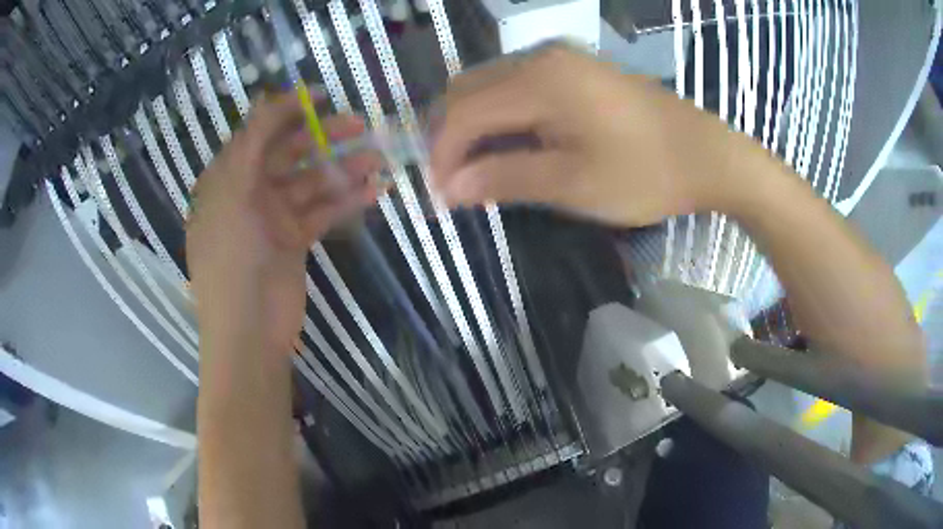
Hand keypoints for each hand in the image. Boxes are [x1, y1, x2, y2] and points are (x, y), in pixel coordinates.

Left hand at [186, 90, 382, 353]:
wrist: (248, 330)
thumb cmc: (232, 257)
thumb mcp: (233, 191)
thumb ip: (252, 141)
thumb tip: (270, 97)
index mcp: (227, 177)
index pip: (258, 133)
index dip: (288, 110)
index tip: (323, 97)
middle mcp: (248, 191)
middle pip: (289, 153)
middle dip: (323, 136)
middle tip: (361, 123)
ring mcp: (272, 216)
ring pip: (311, 181)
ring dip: (342, 168)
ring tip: (378, 158)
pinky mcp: (294, 239)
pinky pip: (322, 211)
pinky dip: (346, 201)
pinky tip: (375, 191)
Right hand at [430, 44, 743, 225]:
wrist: (708, 156)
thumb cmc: (647, 174)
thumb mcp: (573, 184)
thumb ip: (505, 177)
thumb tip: (449, 187)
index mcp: (539, 80)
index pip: (462, 112)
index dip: (442, 155)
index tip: (440, 196)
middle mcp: (541, 56)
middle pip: (468, 90)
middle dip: (450, 137)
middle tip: (454, 184)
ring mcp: (560, 58)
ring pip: (490, 85)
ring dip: (474, 125)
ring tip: (477, 169)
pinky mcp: (575, 68)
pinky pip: (517, 85)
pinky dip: (501, 115)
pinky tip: (509, 143)